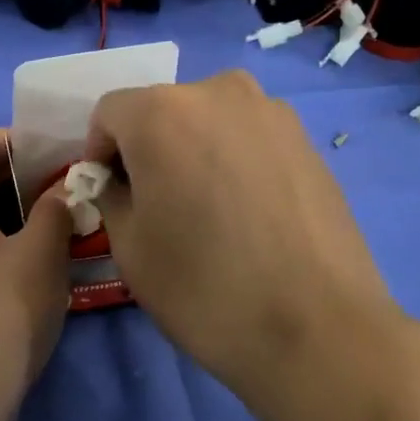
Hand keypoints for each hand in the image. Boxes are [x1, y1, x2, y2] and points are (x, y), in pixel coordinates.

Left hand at [0, 128, 73, 420]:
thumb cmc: (1, 312)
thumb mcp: (40, 253)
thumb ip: (55, 207)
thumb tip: (67, 185)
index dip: (11, 139)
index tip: (52, 155)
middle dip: (20, 174)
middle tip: (67, 185)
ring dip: (18, 208)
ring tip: (63, 218)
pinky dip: (6, 236)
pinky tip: (43, 255)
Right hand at [87, 72, 419, 420]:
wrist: (318, 328)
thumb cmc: (204, 286)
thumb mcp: (128, 244)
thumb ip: (109, 194)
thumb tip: (118, 180)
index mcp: (161, 112)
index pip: (109, 114)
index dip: (100, 154)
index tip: (112, 197)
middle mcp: (218, 92)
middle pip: (161, 111)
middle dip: (148, 149)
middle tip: (158, 205)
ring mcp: (272, 112)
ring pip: (208, 121)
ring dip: (193, 152)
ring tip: (207, 211)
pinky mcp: (308, 140)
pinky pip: (248, 138)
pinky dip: (234, 161)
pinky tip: (247, 214)